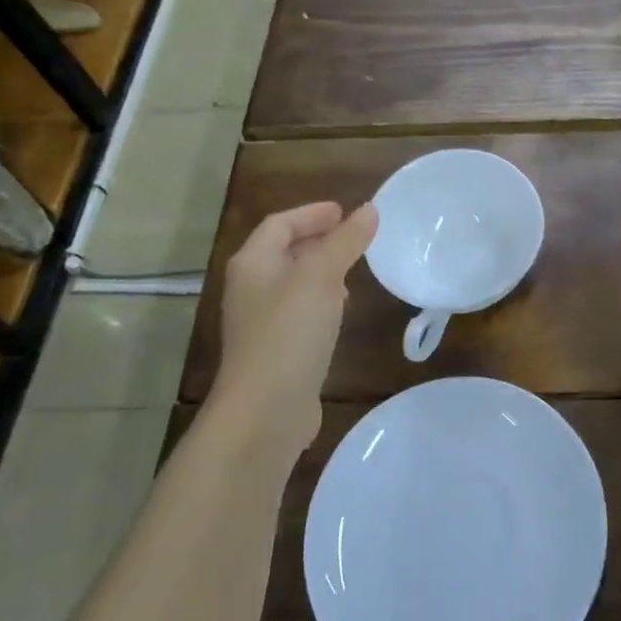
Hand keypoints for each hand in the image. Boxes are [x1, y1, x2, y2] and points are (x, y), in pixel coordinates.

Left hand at [214, 201, 377, 453]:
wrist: (265, 410)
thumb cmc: (289, 333)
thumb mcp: (321, 278)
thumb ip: (345, 242)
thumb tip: (369, 210)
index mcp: (253, 264)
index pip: (280, 223)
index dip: (312, 213)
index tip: (345, 210)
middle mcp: (251, 288)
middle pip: (283, 251)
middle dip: (317, 240)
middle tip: (353, 236)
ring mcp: (261, 322)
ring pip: (292, 283)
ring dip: (320, 270)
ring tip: (352, 269)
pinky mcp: (276, 350)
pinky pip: (299, 312)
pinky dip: (320, 301)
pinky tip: (340, 311)